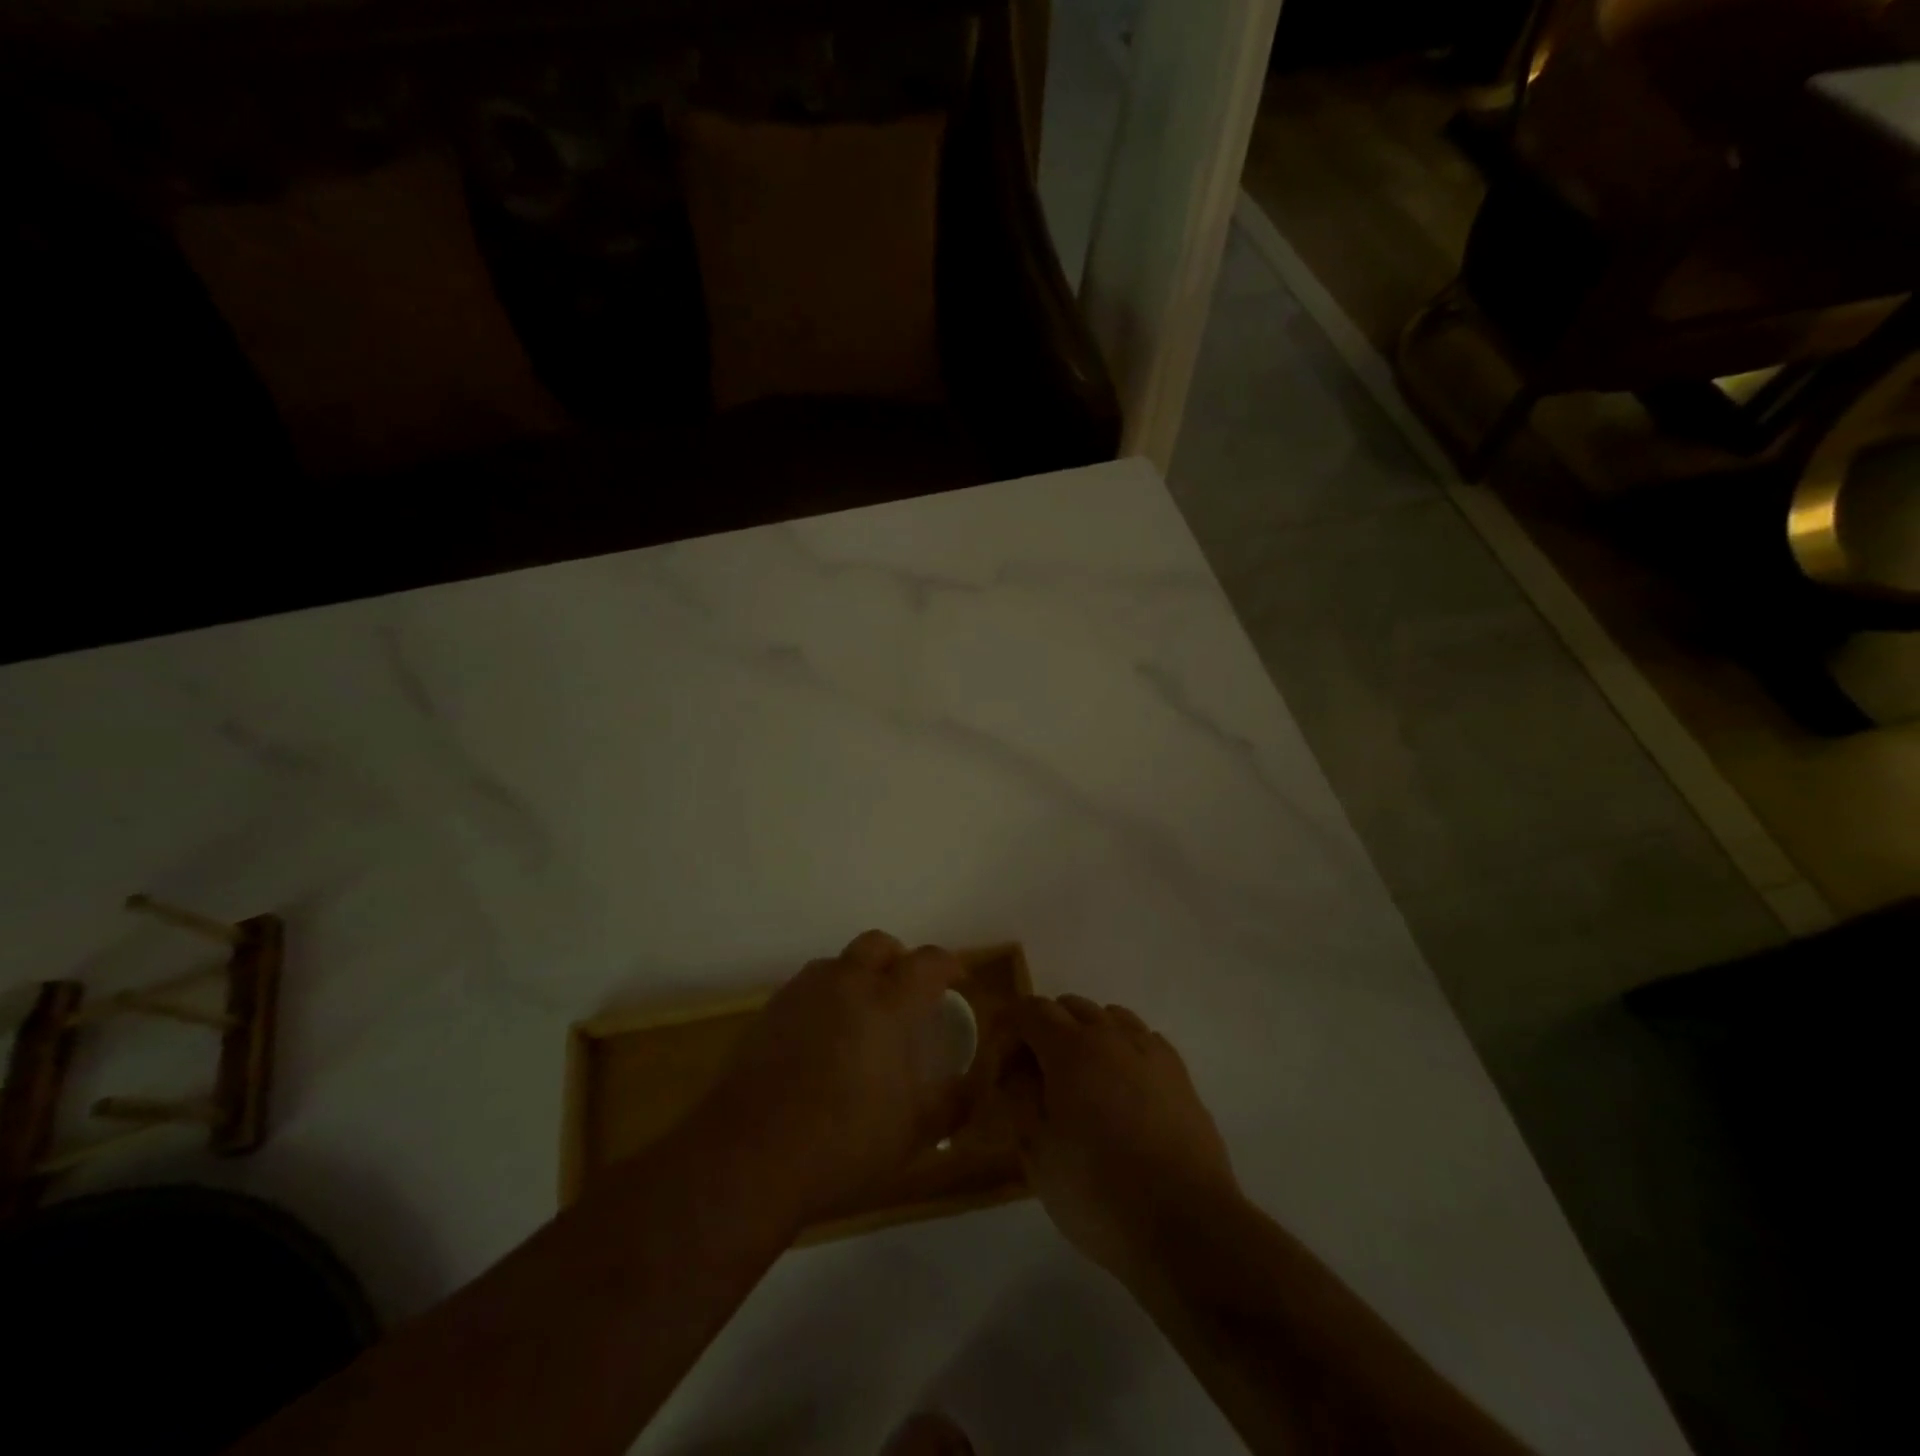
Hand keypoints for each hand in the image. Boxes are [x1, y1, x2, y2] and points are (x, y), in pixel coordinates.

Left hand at [695, 931, 969, 1223]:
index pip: (927, 961)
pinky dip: (825, 1000)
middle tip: (907, 993)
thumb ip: (953, 1102)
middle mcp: (846, 983)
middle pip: (878, 945)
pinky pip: (807, 989)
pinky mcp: (769, 1011)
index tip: (957, 980)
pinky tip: (823, 1041)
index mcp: (888, 1003)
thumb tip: (974, 1082)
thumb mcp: (914, 1132)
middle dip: (898, 959)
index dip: (948, 964)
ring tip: (863, 1017)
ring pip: (838, 963)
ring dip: (858, 977)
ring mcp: (802, 993)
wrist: (748, 1156)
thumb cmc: (844, 1142)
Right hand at [1004, 995, 1240, 1281]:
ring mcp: (1150, 1051)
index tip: (1001, 1071)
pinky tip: (1122, 1089)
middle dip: (1044, 1030)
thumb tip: (1018, 1070)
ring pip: (1109, 1017)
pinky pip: (1142, 1039)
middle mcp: (1111, 1035)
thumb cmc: (1099, 1192)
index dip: (1008, 1032)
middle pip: (1069, 1006)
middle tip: (1035, 1079)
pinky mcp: (1180, 1074)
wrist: (1187, 1225)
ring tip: (1081, 1082)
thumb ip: (1020, 1098)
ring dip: (1086, 1035)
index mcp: (1071, 1048)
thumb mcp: (1038, 1152)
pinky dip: (1122, 1049)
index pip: (1030, 1010)